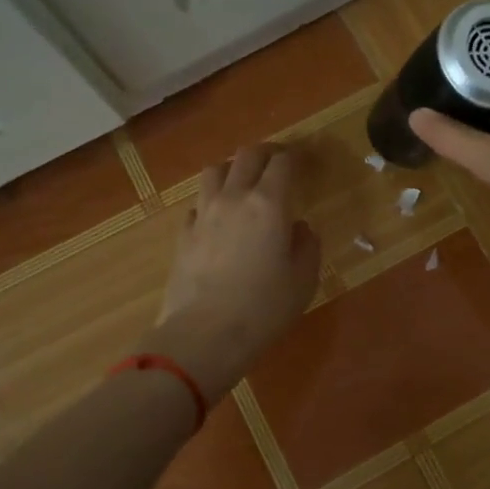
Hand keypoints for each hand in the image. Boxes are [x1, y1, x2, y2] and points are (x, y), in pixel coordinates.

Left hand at [146, 145, 320, 398]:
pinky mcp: (183, 233)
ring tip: (243, 183)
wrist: (204, 335)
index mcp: (269, 203)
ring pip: (215, 170)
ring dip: (233, 169)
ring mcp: (204, 213)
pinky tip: (219, 219)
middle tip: (277, 165)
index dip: (295, 157)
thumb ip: (306, 245)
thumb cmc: (264, 308)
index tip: (304, 162)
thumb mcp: (303, 280)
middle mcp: (234, 197)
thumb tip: (299, 227)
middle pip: (247, 155)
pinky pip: (198, 202)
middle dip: (266, 153)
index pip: (282, 162)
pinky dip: (211, 201)